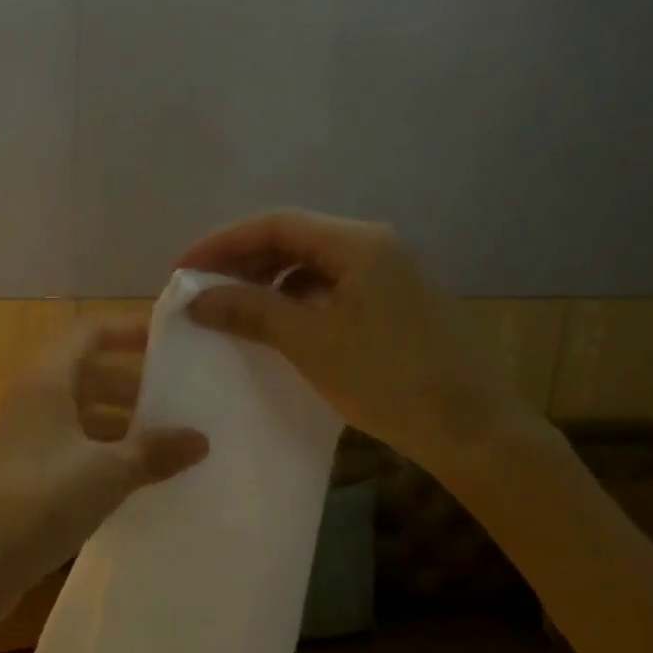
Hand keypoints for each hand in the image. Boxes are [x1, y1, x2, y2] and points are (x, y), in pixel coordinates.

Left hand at [0, 320, 208, 606]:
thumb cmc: (38, 501)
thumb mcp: (106, 474)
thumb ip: (154, 452)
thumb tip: (200, 439)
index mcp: (47, 380)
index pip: (90, 331)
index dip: (129, 328)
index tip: (172, 341)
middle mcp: (33, 399)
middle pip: (88, 372)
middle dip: (133, 382)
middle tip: (180, 398)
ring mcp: (26, 436)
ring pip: (81, 413)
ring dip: (121, 421)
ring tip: (168, 441)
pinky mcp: (25, 471)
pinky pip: (72, 446)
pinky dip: (103, 452)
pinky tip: (135, 477)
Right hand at [177, 209, 528, 470]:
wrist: (470, 429)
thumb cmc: (386, 378)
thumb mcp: (309, 341)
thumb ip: (249, 311)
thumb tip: (196, 298)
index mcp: (358, 243)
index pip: (276, 224)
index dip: (222, 242)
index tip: (182, 269)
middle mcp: (374, 246)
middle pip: (294, 238)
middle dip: (241, 259)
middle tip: (200, 287)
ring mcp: (387, 274)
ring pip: (311, 263)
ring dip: (266, 279)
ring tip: (229, 305)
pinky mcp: (392, 303)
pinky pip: (329, 287)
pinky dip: (294, 299)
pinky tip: (274, 323)